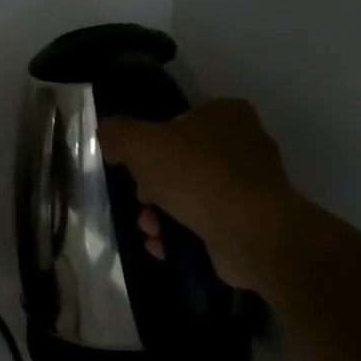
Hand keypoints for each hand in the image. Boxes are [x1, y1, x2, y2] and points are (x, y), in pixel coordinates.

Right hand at [98, 100, 297, 292]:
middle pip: (177, 164)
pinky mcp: (250, 221)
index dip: (146, 147)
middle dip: (150, 189)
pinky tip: (164, 245)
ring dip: (159, 215)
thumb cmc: (195, 175)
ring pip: (187, 196)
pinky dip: (180, 233)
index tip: (132, 168)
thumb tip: (109, 136)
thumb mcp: (139, 142)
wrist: (251, 233)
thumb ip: (116, 132)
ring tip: (151, 230)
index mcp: (225, 114)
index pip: (173, 124)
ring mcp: (250, 185)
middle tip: (142, 202)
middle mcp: (243, 144)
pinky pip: (204, 222)